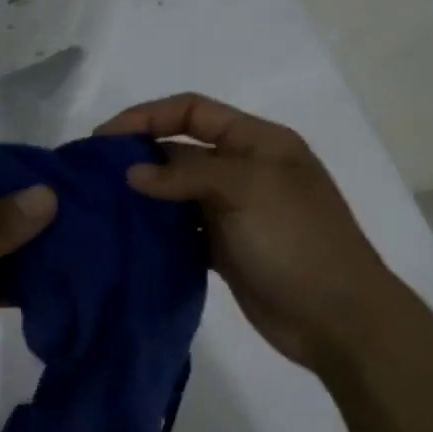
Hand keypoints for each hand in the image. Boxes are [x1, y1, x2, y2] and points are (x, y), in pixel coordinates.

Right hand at [96, 94, 405, 373]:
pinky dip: (157, 230)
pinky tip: (128, 237)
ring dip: (144, 195)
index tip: (103, 138)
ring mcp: (234, 211)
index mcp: (258, 142)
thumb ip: (186, 175)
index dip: (146, 116)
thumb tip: (132, 174)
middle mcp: (245, 170)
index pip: (193, 111)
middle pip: (181, 149)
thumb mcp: (247, 190)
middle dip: (138, 156)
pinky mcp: (225, 247)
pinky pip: (181, 229)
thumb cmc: (298, 242)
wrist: (339, 320)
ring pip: (177, 192)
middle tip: (93, 175)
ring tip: (102, 206)